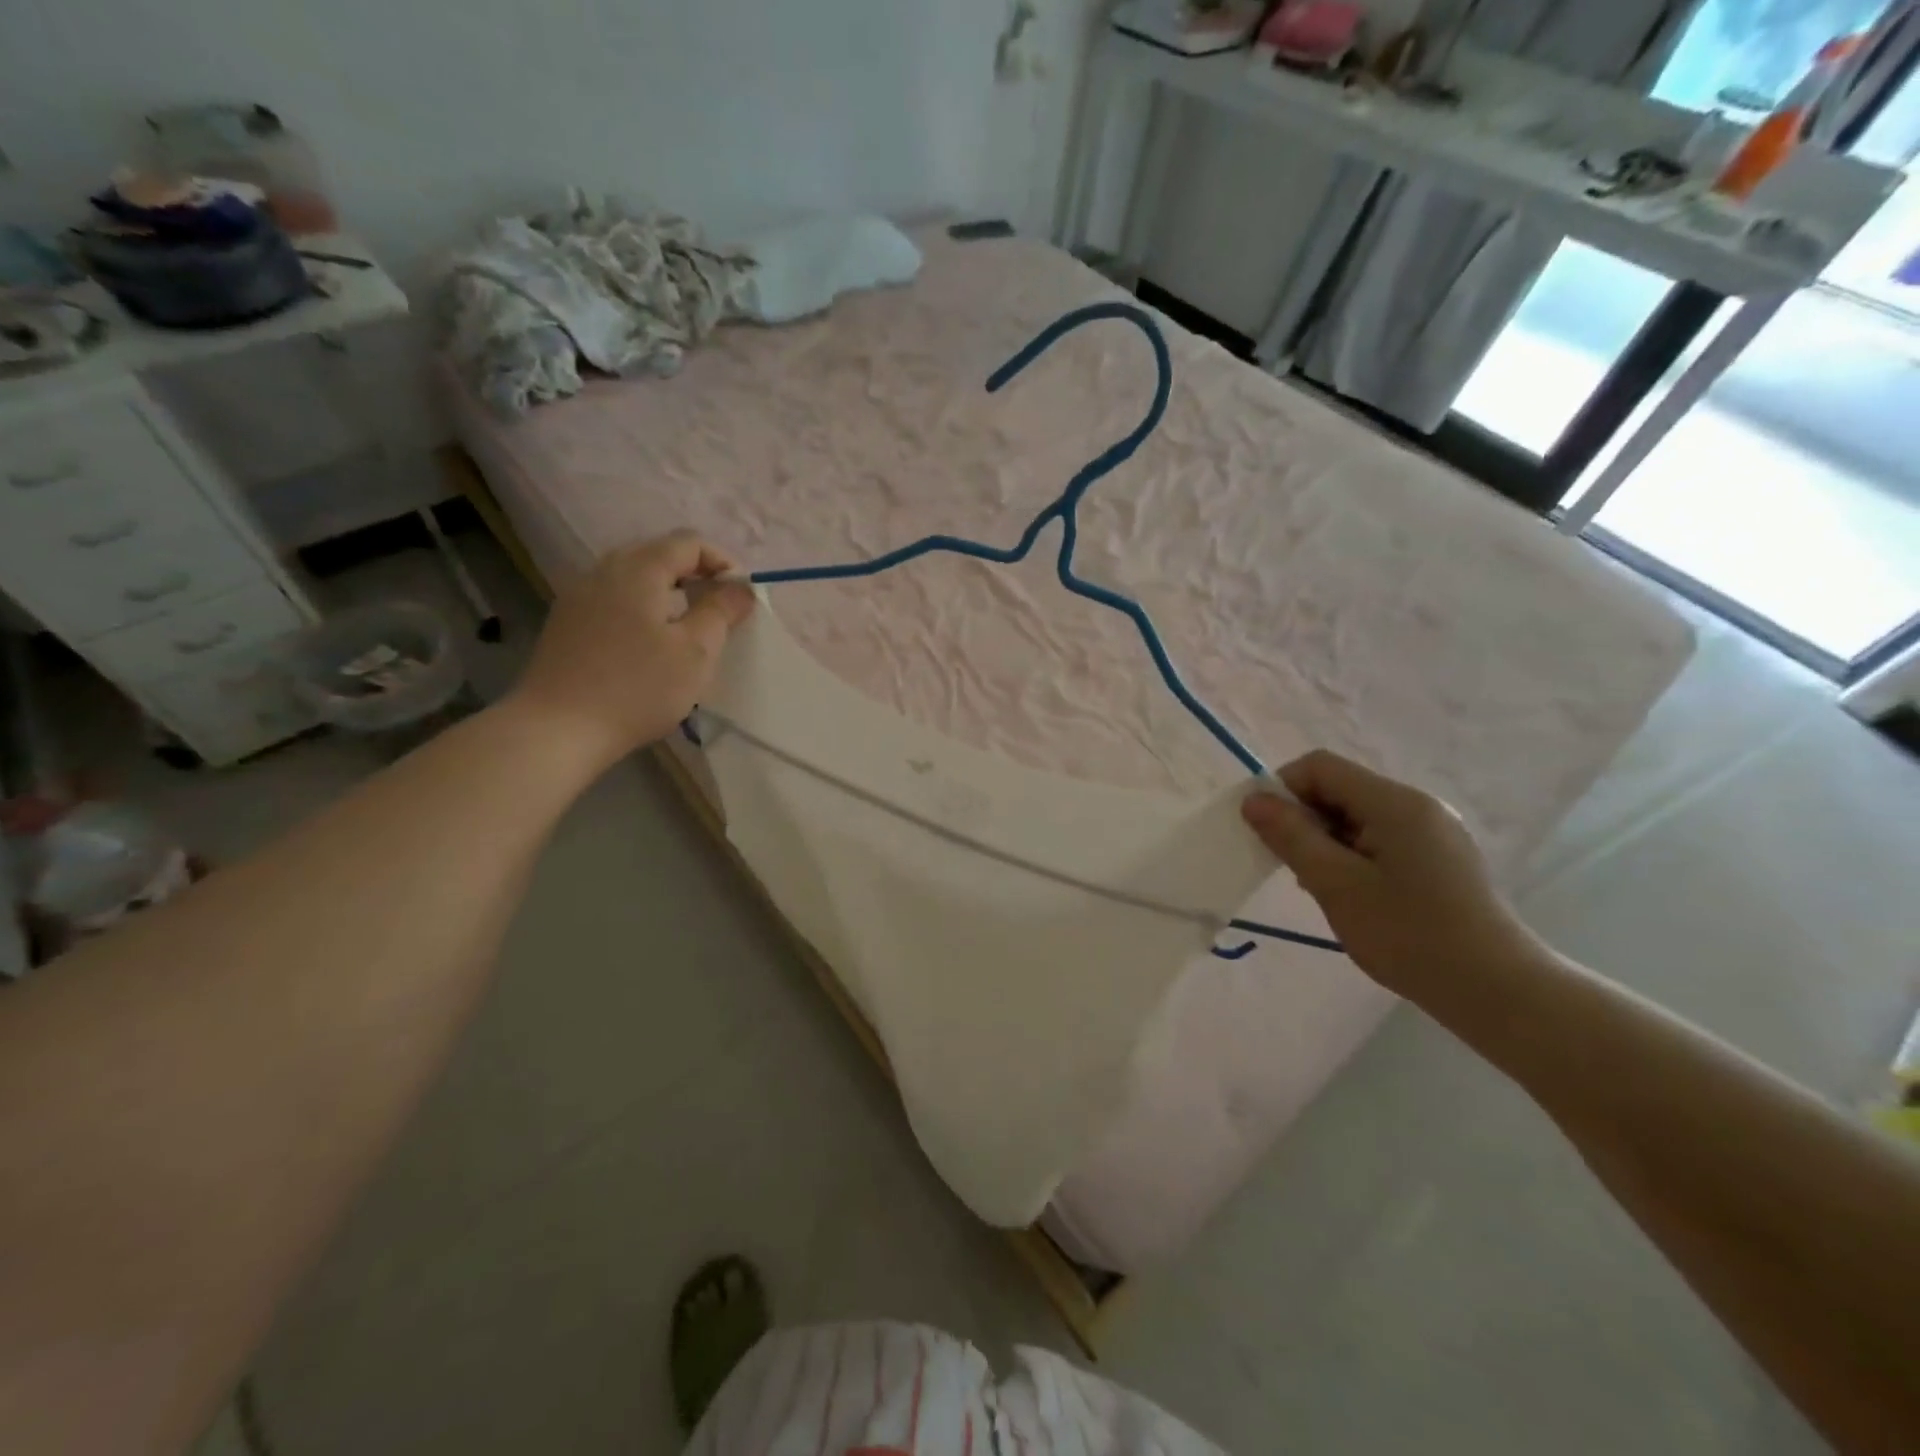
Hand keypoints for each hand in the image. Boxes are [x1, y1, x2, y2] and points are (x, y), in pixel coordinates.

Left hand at [508, 531, 754, 766]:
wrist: (558, 729)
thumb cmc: (637, 687)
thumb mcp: (695, 651)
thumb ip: (721, 611)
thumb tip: (740, 587)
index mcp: (638, 569)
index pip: (689, 543)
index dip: (723, 563)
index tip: (741, 598)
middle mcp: (604, 570)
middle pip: (659, 554)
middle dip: (696, 576)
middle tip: (719, 612)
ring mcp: (579, 595)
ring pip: (634, 577)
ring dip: (668, 593)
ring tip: (688, 629)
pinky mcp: (566, 622)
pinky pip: (613, 599)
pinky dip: (641, 609)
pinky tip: (648, 645)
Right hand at [1242, 750, 1540, 996]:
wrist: (1496, 990)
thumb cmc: (1409, 935)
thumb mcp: (1336, 885)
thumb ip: (1291, 836)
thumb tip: (1253, 800)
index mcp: (1394, 802)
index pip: (1320, 767)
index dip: (1284, 790)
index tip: (1268, 834)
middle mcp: (1416, 805)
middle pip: (1339, 788)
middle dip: (1304, 819)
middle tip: (1294, 868)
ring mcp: (1433, 831)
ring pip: (1357, 816)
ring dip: (1326, 840)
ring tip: (1323, 887)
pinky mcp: (1440, 857)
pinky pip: (1380, 837)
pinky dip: (1353, 855)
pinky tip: (1354, 895)